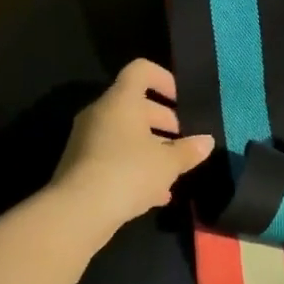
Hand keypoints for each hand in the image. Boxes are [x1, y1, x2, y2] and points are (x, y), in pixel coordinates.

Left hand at [50, 60, 213, 235]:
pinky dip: (134, 168)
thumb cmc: (127, 173)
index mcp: (121, 101)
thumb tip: (206, 142)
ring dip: (151, 148)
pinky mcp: (81, 167)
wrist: (76, 213)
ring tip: (174, 170)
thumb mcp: (167, 163)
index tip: (181, 100)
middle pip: (135, 105)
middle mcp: (101, 114)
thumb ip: (188, 150)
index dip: (164, 78)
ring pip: (125, 134)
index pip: (141, 70)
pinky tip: (156, 194)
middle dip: (163, 121)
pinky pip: (114, 157)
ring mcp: (87, 140)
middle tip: (184, 141)